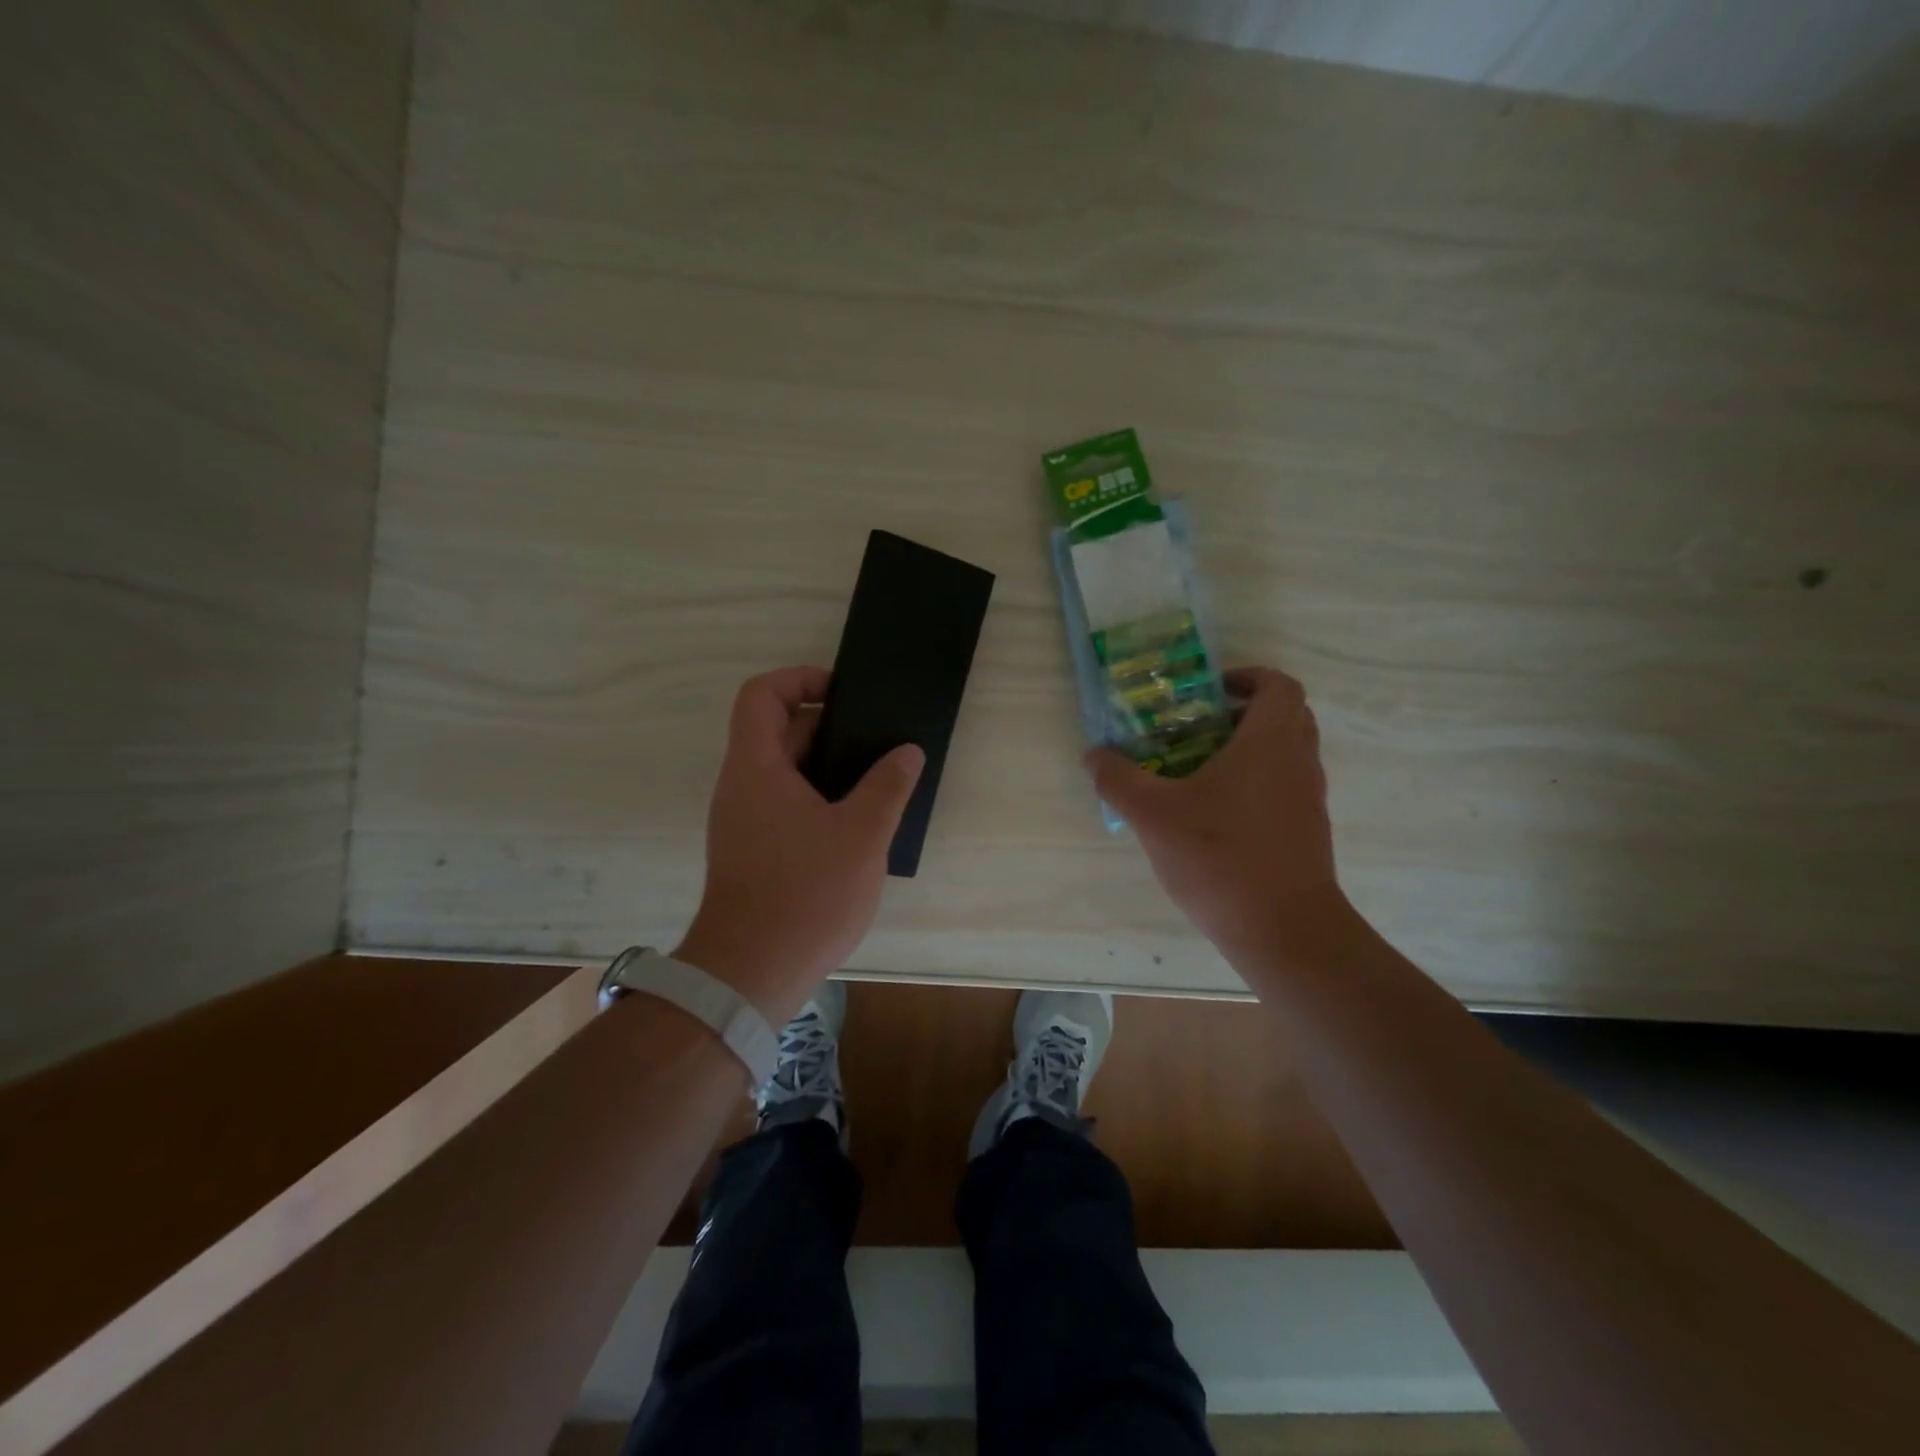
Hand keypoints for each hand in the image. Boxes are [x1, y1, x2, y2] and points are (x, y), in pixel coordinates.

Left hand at [674, 666, 923, 1024]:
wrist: (752, 972)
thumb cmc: (806, 894)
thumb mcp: (862, 835)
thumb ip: (888, 786)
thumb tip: (907, 751)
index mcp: (756, 768)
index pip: (761, 695)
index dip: (800, 679)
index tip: (844, 692)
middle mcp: (740, 787)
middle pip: (776, 731)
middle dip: (827, 726)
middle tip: (876, 738)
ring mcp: (743, 821)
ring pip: (783, 772)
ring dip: (826, 766)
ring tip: (876, 777)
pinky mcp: (753, 851)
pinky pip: (783, 803)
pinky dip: (817, 797)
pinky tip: (857, 822)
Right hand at [1087, 667, 1348, 960]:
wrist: (1285, 930)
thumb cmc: (1221, 857)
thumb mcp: (1153, 815)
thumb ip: (1119, 779)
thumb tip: (1093, 755)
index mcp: (1270, 742)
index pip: (1278, 685)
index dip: (1248, 677)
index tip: (1211, 690)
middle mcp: (1299, 762)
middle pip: (1287, 716)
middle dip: (1246, 712)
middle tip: (1201, 725)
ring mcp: (1309, 800)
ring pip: (1288, 755)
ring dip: (1251, 749)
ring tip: (1200, 768)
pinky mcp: (1308, 833)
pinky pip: (1285, 788)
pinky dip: (1257, 784)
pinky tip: (1215, 814)